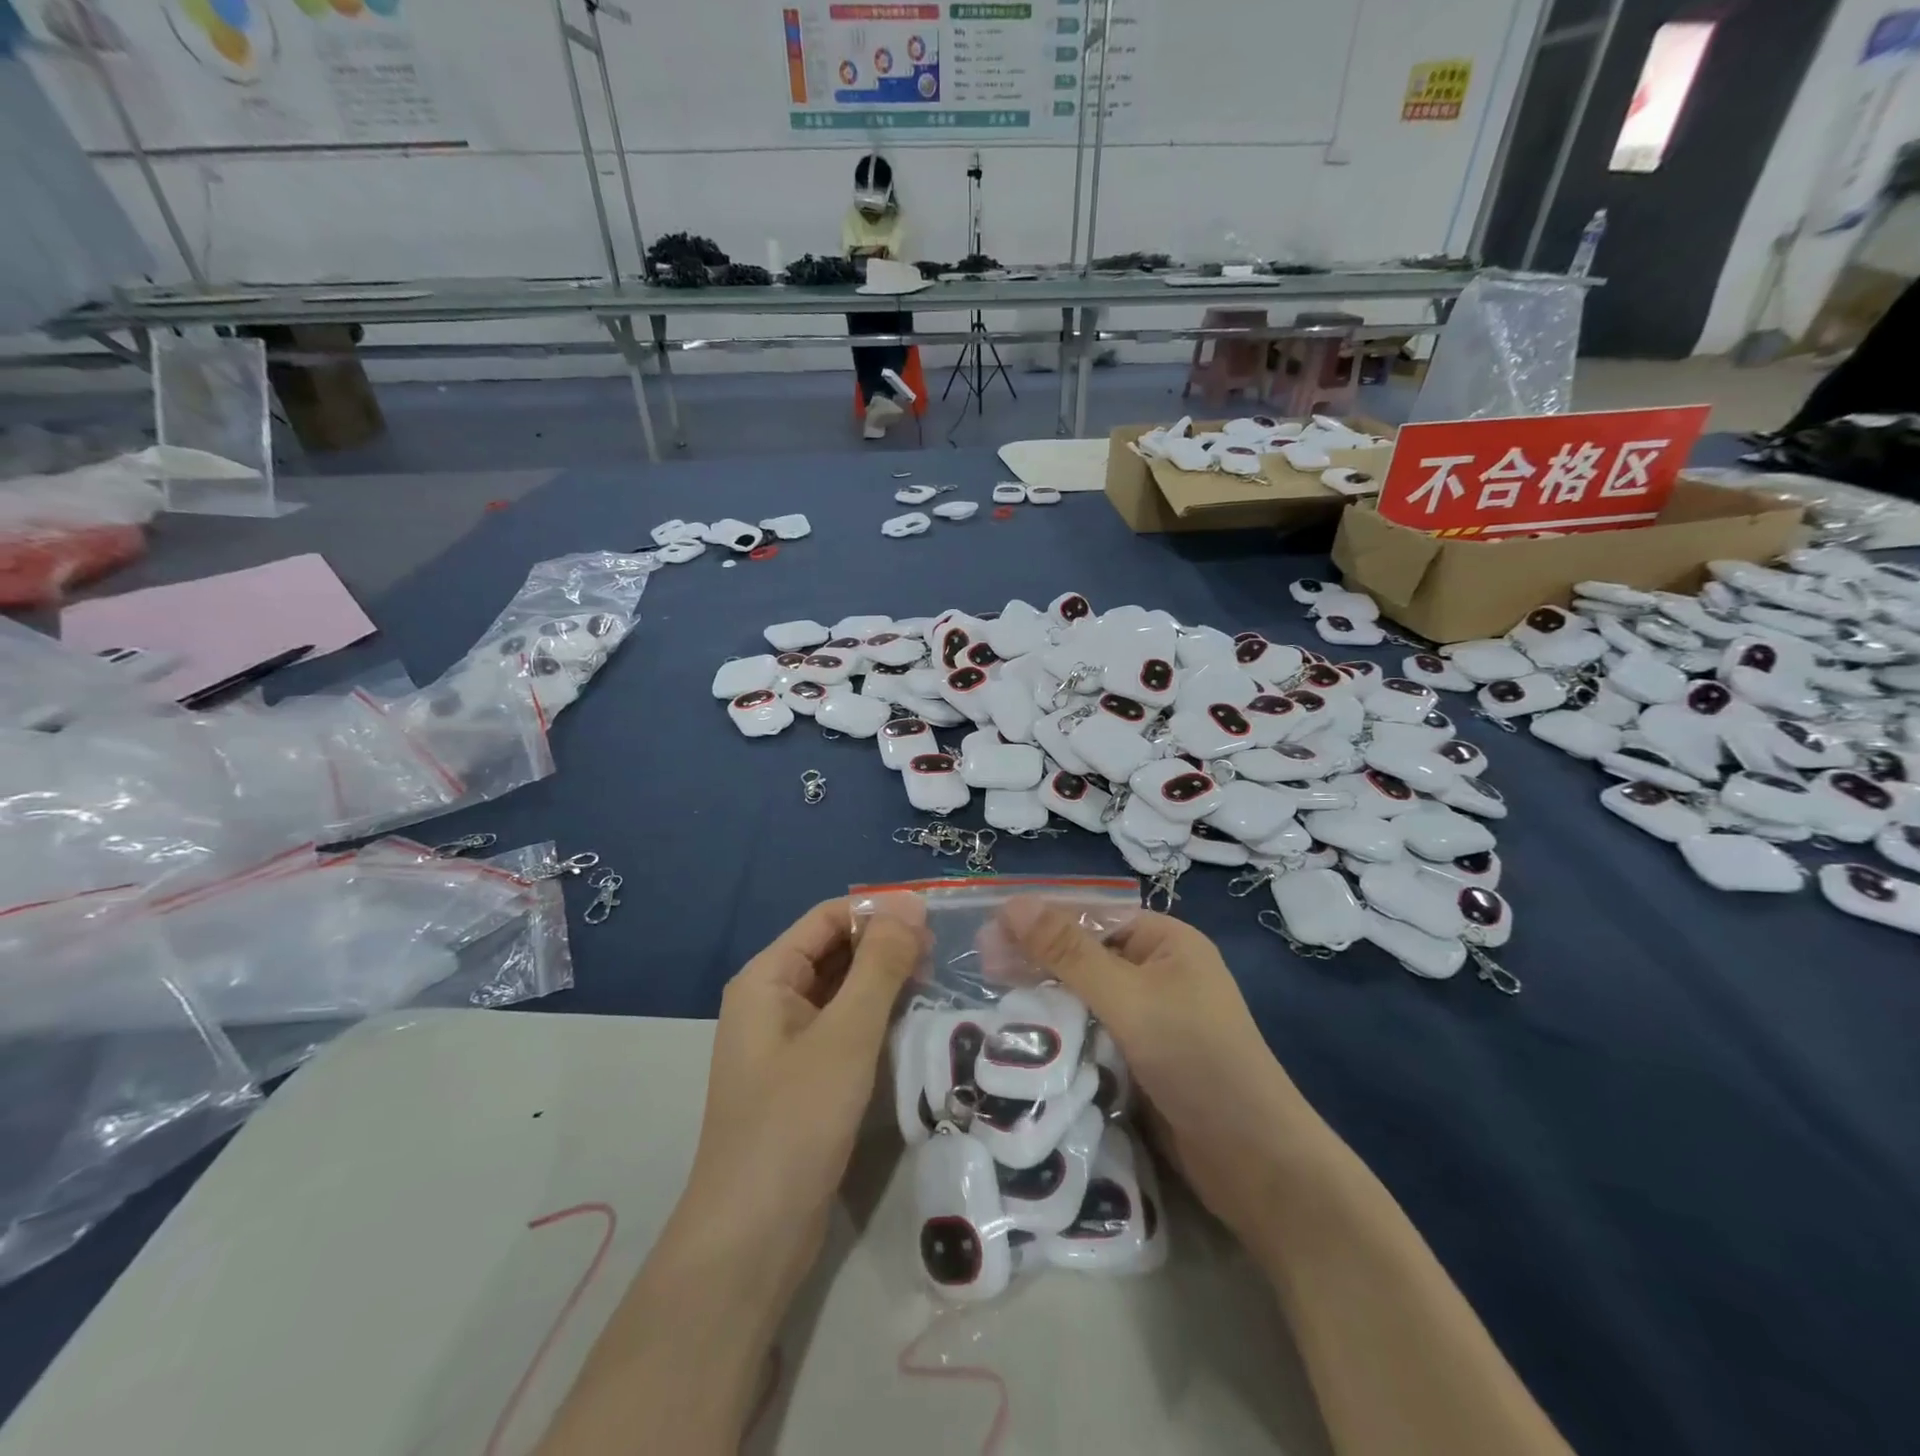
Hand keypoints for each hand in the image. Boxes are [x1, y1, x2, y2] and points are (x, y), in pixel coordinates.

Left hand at [670, 896, 927, 1302]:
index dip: (878, 910)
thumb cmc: (795, 1122)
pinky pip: (842, 1026)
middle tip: (943, 953)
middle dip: (884, 945)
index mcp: (767, 978)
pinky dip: (875, 1016)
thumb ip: (879, 966)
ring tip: (937, 981)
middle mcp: (771, 1000)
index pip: (828, 918)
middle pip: (833, 951)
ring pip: (841, 990)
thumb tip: (910, 904)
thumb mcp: (845, 1035)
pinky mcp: (803, 1076)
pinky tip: (913, 1022)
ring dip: (883, 981)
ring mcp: (785, 1041)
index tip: (934, 916)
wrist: (752, 1238)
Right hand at [999, 901, 1305, 1240]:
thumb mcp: (1129, 998)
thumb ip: (1069, 953)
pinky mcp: (1142, 1059)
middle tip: (982, 967)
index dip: (1039, 921)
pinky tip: (1025, 1034)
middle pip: (1085, 954)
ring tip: (993, 999)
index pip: (1090, 917)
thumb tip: (1014, 903)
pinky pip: (1093, 1031)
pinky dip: (1062, 1030)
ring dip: (1045, 997)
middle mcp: (1158, 972)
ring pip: (1085, 996)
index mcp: (1165, 942)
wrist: (1256, 1163)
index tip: (987, 933)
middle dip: (1037, 959)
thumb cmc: (1197, 1060)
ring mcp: (1151, 1018)